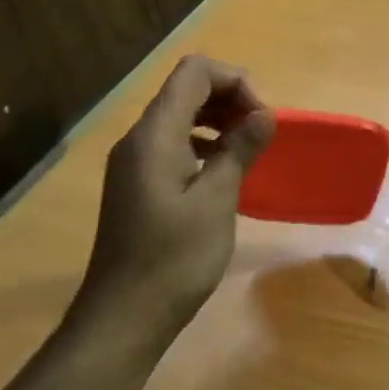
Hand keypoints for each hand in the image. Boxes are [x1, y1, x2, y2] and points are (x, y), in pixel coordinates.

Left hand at [77, 55, 275, 332]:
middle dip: (230, 99)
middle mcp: (139, 139)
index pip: (195, 72)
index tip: (260, 119)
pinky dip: (204, 145)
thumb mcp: (217, 201)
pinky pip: (173, 144)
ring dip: (219, 122)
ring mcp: (134, 162)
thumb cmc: (174, 258)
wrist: (123, 317)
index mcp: (155, 134)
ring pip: (180, 117)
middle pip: (187, 90)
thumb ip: (240, 150)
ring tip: (248, 152)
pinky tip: (224, 174)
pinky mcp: (137, 184)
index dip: (235, 81)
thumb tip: (265, 115)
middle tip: (260, 135)